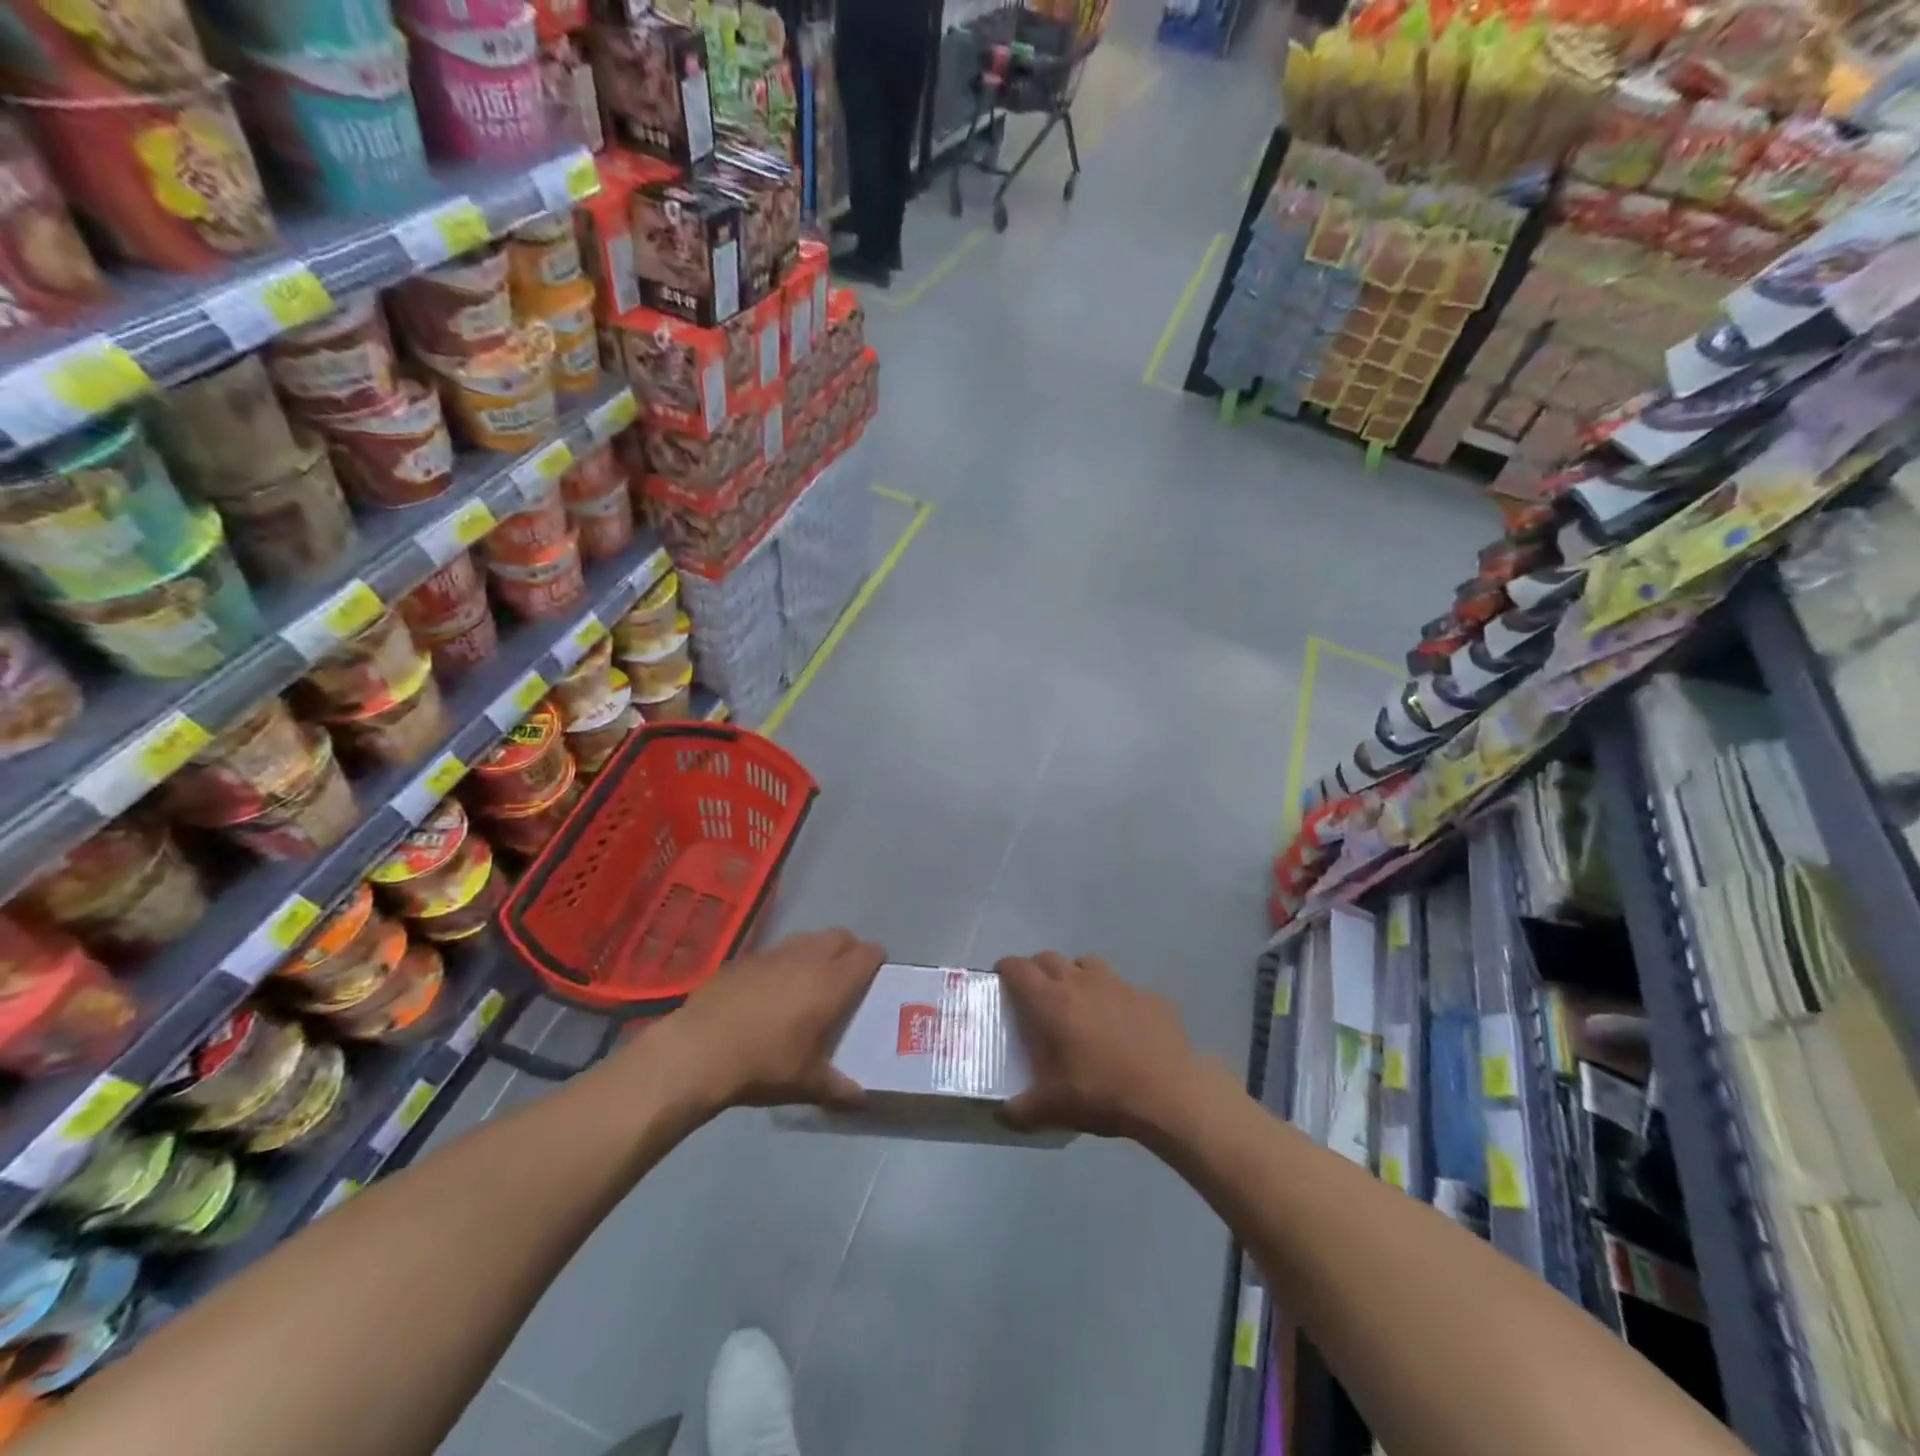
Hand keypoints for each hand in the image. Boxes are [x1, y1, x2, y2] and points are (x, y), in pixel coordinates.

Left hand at [657, 928, 883, 1113]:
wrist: (699, 1050)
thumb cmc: (764, 1064)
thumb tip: (861, 1100)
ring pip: (807, 939)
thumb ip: (838, 1089)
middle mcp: (807, 958)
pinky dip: (783, 962)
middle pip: (839, 936)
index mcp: (831, 982)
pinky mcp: (744, 959)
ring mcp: (773, 954)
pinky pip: (775, 951)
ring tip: (809, 978)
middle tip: (847, 974)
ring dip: (816, 950)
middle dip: (849, 949)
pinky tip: (770, 989)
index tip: (877, 973)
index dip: (876, 959)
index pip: (866, 955)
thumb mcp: (806, 1084)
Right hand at [998, 952, 1213, 1141]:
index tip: (1001, 982)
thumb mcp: (1054, 1109)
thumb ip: (1021, 1110)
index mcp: (1051, 1001)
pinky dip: (1114, 998)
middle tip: (1036, 997)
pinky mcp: (1148, 995)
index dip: (1005, 970)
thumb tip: (1003, 1114)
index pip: (1017, 967)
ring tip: (1078, 1004)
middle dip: (1037, 971)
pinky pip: (1123, 987)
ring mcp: (1118, 984)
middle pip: (1049, 958)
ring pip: (1086, 963)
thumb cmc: (1103, 1093)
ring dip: (1075, 975)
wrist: (1170, 1092)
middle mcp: (1081, 981)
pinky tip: (1121, 1026)